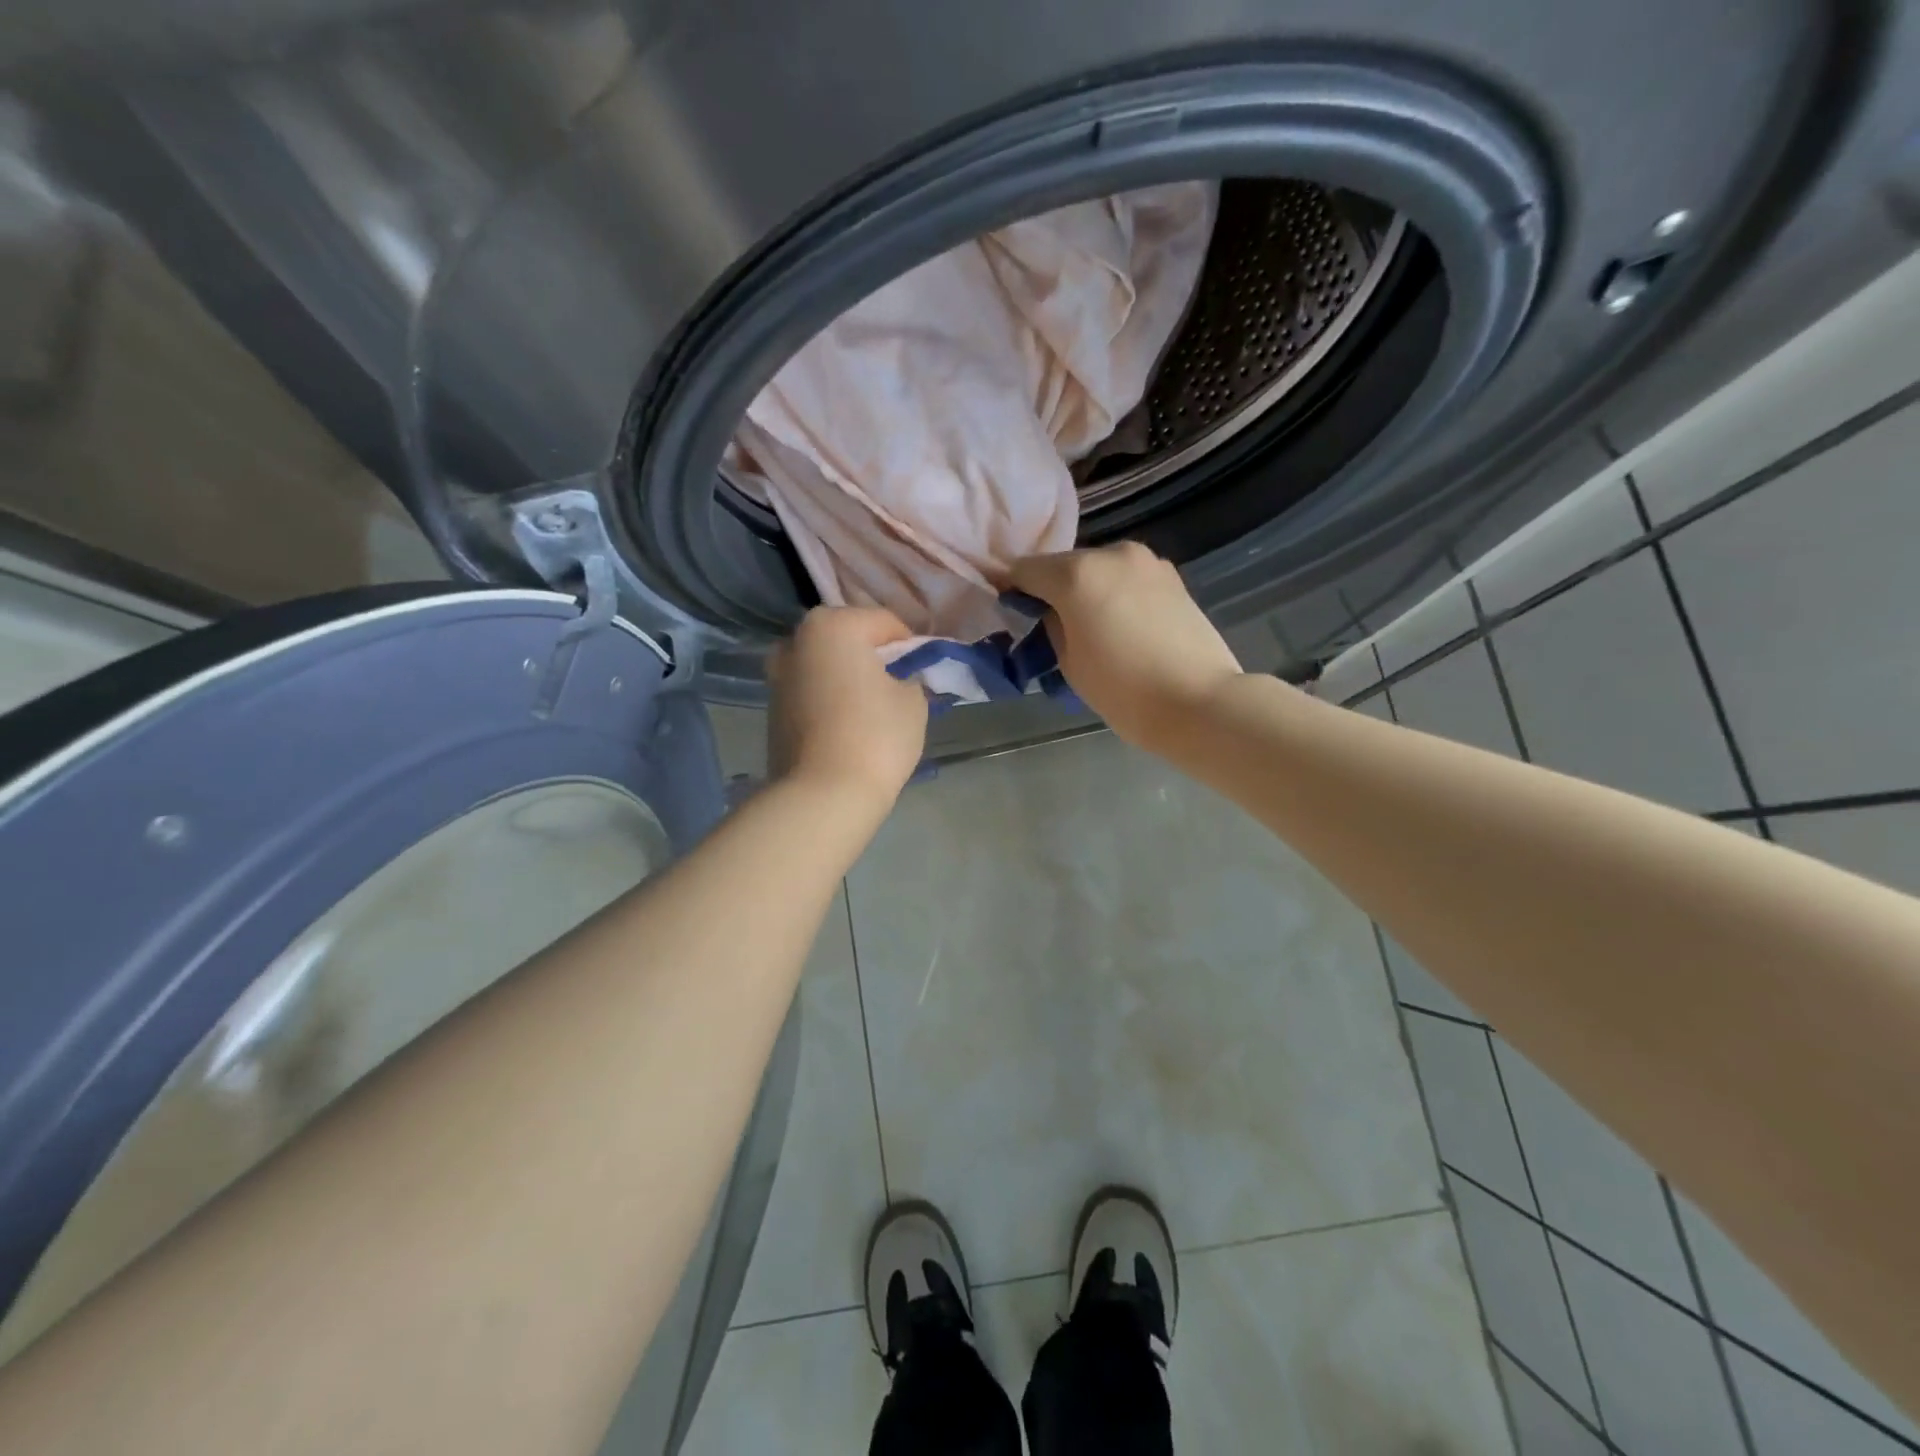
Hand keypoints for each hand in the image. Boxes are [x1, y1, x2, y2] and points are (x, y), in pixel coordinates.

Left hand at [768, 607, 928, 808]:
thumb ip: (910, 676)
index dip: (911, 647)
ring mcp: (777, 675)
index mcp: (833, 625)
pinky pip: (811, 692)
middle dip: (873, 658)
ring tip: (871, 710)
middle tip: (897, 689)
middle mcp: (796, 640)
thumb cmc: (876, 736)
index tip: (922, 674)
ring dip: (848, 678)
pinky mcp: (772, 708)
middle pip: (849, 639)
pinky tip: (847, 726)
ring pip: (826, 665)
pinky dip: (829, 699)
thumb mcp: (913, 700)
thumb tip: (900, 679)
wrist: (822, 794)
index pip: (886, 623)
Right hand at [1007, 543, 1243, 749]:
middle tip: (1053, 626)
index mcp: (1077, 574)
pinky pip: (1127, 578)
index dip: (1013, 589)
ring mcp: (1147, 561)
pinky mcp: (1172, 576)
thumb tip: (1052, 611)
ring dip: (1087, 590)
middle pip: (1064, 565)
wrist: (1199, 702)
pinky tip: (1123, 626)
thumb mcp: (1070, 663)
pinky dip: (1116, 593)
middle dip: (1053, 589)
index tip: (1012, 612)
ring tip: (1093, 628)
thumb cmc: (1124, 691)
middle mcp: (1111, 554)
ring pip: (1099, 569)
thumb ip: (1053, 626)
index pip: (1025, 570)